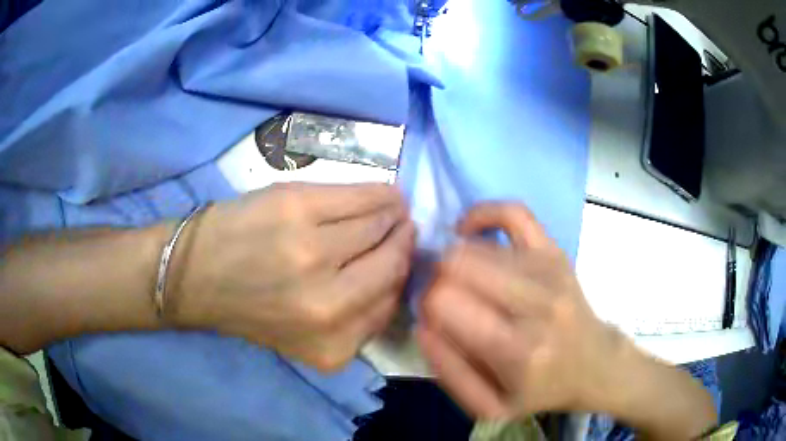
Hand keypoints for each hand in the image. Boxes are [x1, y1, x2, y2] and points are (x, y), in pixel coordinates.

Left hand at [172, 182, 414, 370]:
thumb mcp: (308, 338)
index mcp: (332, 345)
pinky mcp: (296, 207)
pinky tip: (383, 194)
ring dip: (394, 214)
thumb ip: (358, 319)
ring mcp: (311, 251)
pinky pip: (359, 196)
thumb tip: (399, 273)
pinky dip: (379, 193)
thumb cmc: (250, 308)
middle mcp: (327, 305)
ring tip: (393, 208)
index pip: (392, 302)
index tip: (403, 257)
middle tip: (404, 228)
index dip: (402, 275)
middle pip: (393, 263)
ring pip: (380, 224)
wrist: (194, 276)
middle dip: (404, 242)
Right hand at [416, 202, 628, 417]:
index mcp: (518, 350)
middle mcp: (537, 303)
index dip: (426, 306)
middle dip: (435, 280)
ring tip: (457, 279)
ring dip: (453, 260)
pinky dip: (482, 215)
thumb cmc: (541, 389)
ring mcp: (549, 270)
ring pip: (476, 245)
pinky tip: (468, 230)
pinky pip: (513, 213)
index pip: (447, 304)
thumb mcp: (491, 407)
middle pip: (458, 265)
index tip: (430, 317)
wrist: (593, 363)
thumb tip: (423, 325)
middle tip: (442, 298)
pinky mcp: (555, 252)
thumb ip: (450, 373)